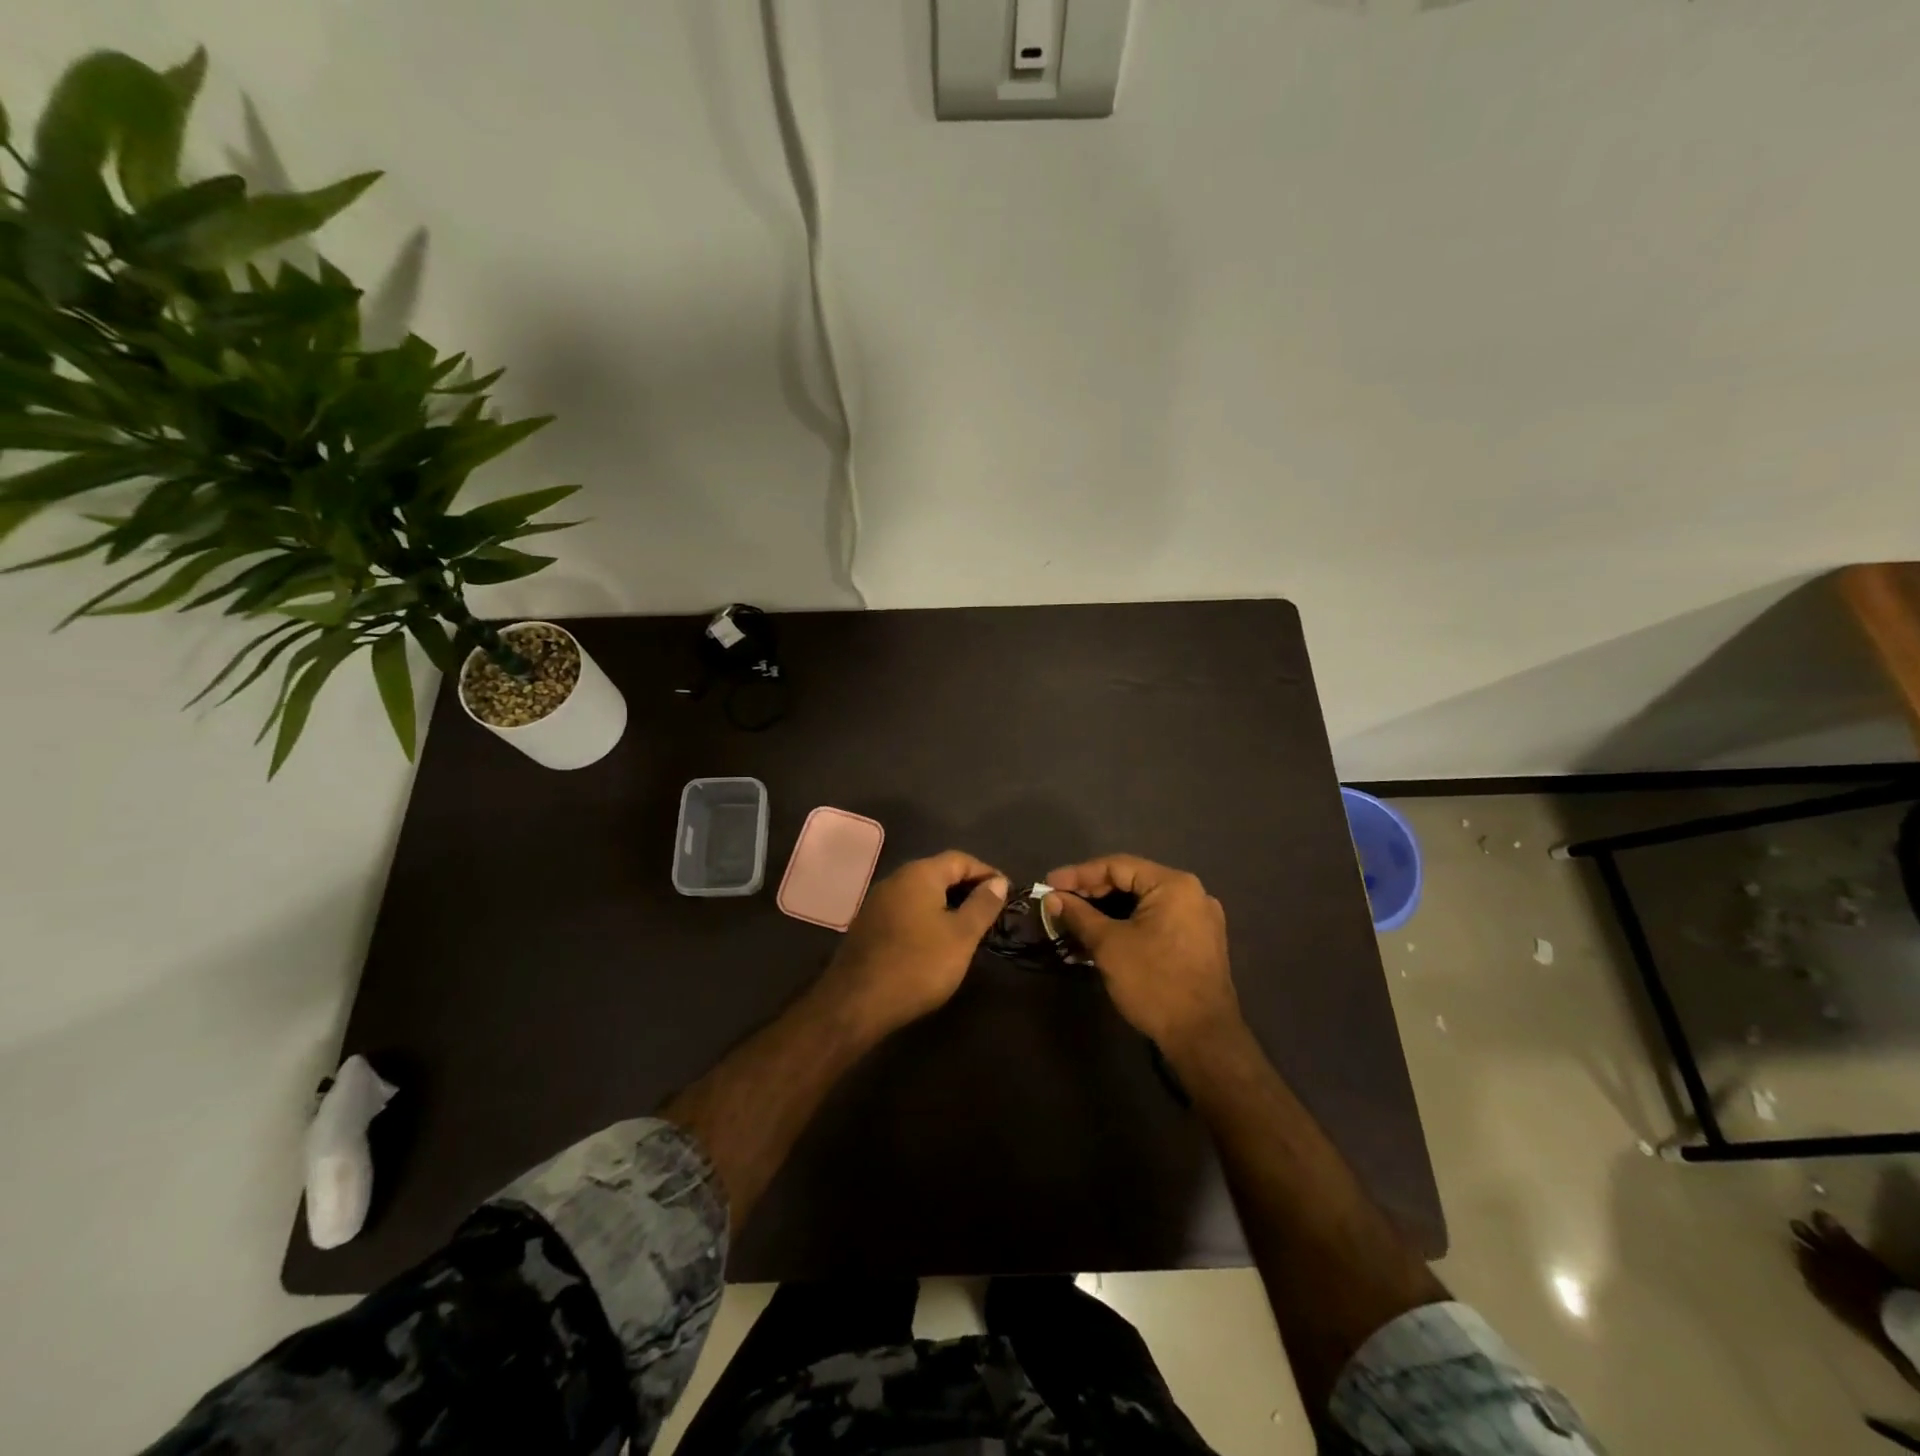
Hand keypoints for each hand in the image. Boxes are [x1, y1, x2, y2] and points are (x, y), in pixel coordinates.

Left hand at [817, 851, 1007, 1036]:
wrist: (857, 1002)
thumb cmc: (918, 964)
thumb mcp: (961, 936)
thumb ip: (982, 905)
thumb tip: (998, 882)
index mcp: (919, 874)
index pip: (960, 859)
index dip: (987, 873)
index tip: (1007, 893)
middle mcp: (896, 879)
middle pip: (939, 873)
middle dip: (967, 888)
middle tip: (991, 911)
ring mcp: (877, 902)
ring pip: (921, 893)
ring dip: (947, 904)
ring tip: (969, 928)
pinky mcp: (868, 925)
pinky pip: (906, 910)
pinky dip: (927, 918)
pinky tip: (936, 941)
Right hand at [1044, 854, 1238, 1051]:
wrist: (1202, 1038)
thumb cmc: (1154, 982)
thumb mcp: (1108, 945)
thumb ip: (1079, 915)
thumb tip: (1053, 898)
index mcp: (1174, 884)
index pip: (1117, 866)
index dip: (1078, 874)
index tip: (1048, 885)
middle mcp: (1192, 893)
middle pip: (1131, 882)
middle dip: (1092, 893)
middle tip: (1059, 903)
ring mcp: (1199, 919)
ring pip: (1142, 903)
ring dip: (1107, 911)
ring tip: (1074, 921)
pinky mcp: (1198, 942)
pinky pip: (1156, 921)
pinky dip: (1127, 925)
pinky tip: (1102, 937)